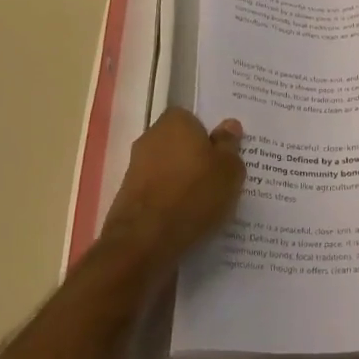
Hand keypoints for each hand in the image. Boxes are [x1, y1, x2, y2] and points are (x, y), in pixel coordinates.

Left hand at [96, 108, 244, 277]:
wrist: (144, 241)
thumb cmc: (194, 194)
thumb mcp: (229, 169)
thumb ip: (230, 145)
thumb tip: (229, 125)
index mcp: (175, 122)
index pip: (193, 117)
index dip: (209, 134)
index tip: (224, 152)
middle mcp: (150, 138)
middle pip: (180, 143)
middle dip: (197, 157)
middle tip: (221, 176)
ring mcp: (136, 168)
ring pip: (169, 168)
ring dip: (184, 180)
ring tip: (208, 202)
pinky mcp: (128, 196)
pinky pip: (159, 191)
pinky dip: (171, 200)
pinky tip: (188, 217)